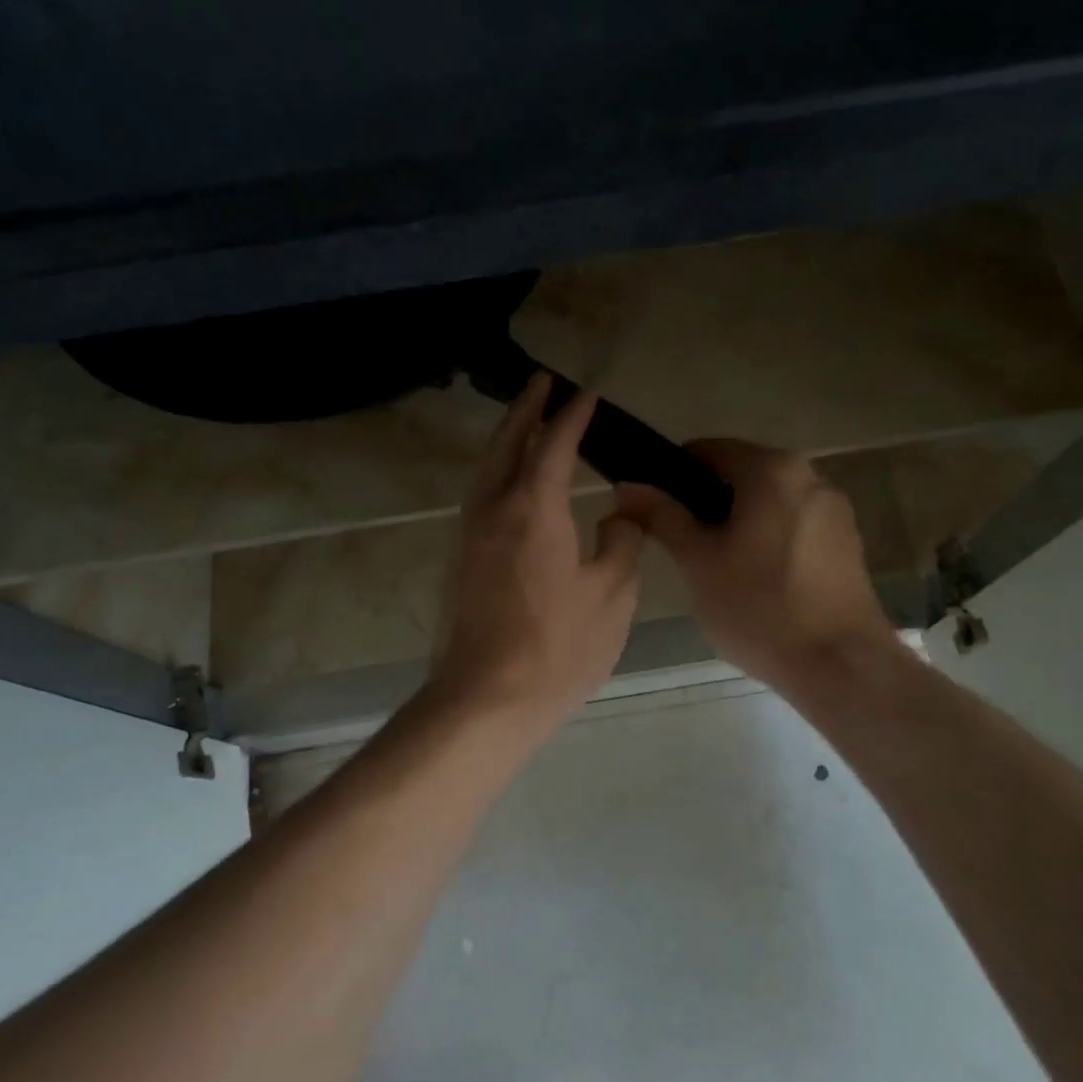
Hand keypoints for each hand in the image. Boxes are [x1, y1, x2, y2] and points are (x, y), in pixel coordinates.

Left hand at [428, 376, 645, 738]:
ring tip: (526, 421)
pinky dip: (497, 471)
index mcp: (534, 508)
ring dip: (506, 438)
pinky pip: (480, 495)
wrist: (485, 699)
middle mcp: (494, 509)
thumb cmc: (558, 648)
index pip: (555, 444)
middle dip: (526, 409)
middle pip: (507, 444)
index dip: (573, 416)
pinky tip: (512, 482)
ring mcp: (470, 534)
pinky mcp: (461, 560)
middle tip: (542, 382)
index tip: (587, 393)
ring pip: (486, 469)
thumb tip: (619, 515)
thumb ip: (622, 543)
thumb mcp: (612, 595)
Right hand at [617, 440, 894, 691]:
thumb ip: (661, 516)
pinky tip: (757, 581)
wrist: (841, 666)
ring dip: (736, 523)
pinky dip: (766, 539)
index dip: (670, 476)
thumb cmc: (760, 608)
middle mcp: (810, 474)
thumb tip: (627, 485)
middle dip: (705, 504)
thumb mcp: (697, 561)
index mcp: (772, 469)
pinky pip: (792, 524)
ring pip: (767, 501)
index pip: (705, 450)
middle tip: (681, 548)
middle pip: (739, 474)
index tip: (653, 512)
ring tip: (717, 569)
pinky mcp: (847, 541)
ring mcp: (834, 508)